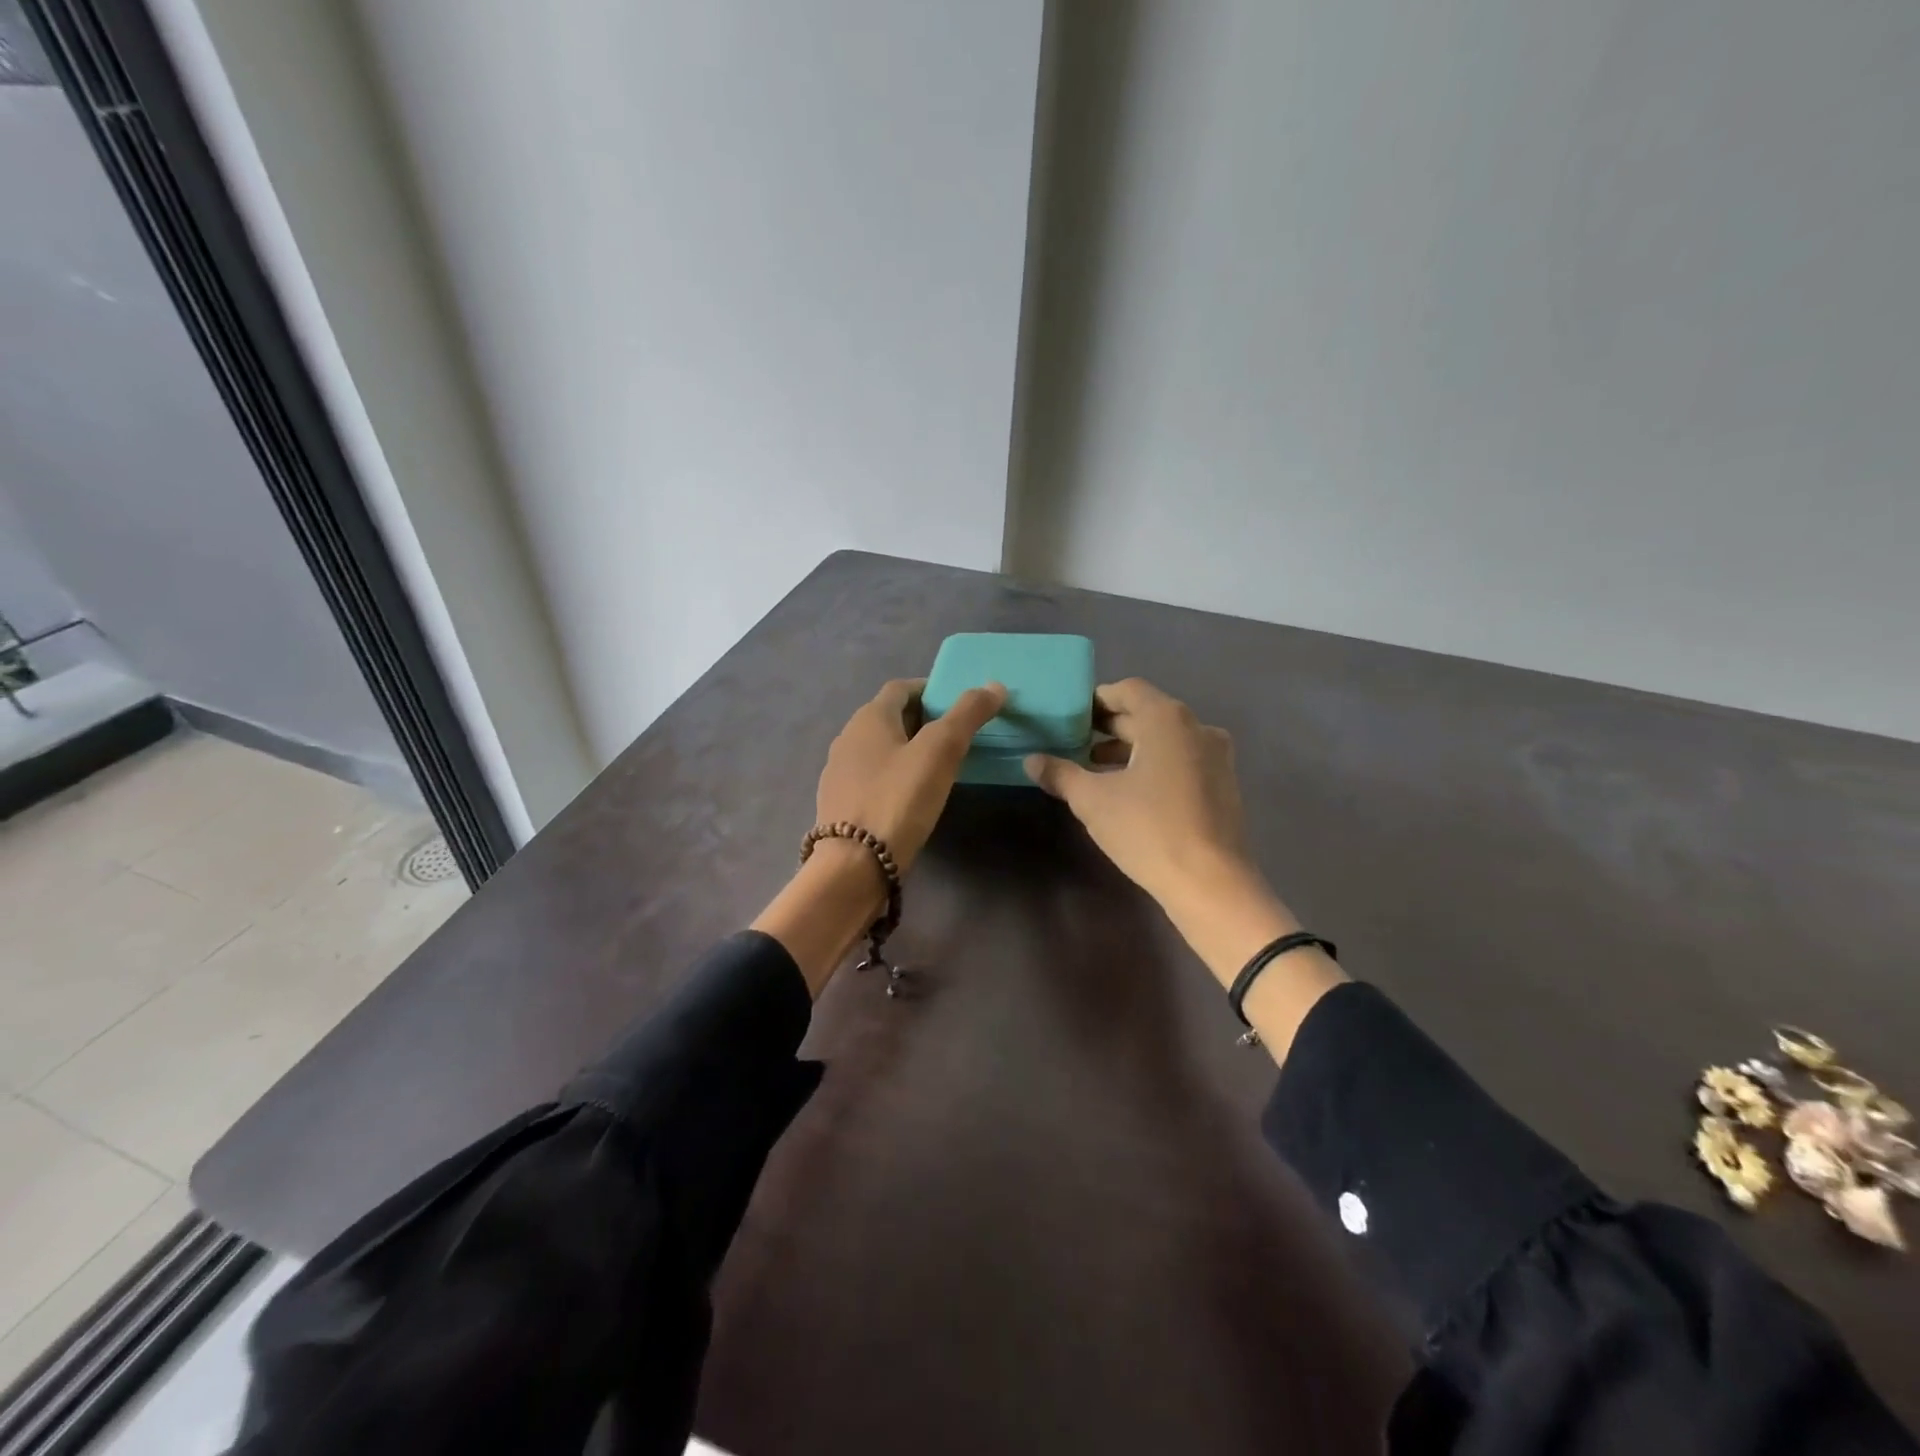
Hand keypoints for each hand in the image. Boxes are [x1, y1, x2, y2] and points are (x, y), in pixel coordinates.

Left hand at [815, 677, 1007, 872]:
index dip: (931, 690)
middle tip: (958, 736)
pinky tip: (913, 797)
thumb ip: (967, 715)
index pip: (902, 688)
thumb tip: (995, 685)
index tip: (960, 703)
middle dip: (923, 721)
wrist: (854, 865)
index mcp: (868, 718)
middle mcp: (848, 738)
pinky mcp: (840, 805)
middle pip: (890, 718)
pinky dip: (895, 777)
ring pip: (881, 750)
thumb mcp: (940, 752)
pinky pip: (873, 778)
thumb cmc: (898, 799)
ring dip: (908, 750)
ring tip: (940, 767)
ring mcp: (839, 774)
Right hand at [1022, 678, 1250, 910]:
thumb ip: (1060, 774)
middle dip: (1109, 727)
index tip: (1070, 718)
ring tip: (1094, 768)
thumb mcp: (1092, 800)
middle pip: (1147, 713)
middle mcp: (1197, 727)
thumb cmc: (1148, 829)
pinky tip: (1128, 790)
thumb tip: (1031, 760)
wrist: (1210, 883)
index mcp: (1167, 719)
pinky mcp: (1222, 784)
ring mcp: (1215, 756)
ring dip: (1130, 748)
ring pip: (1165, 739)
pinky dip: (1153, 764)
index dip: (1096, 700)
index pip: (1127, 690)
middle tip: (1074, 742)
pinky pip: (1181, 759)